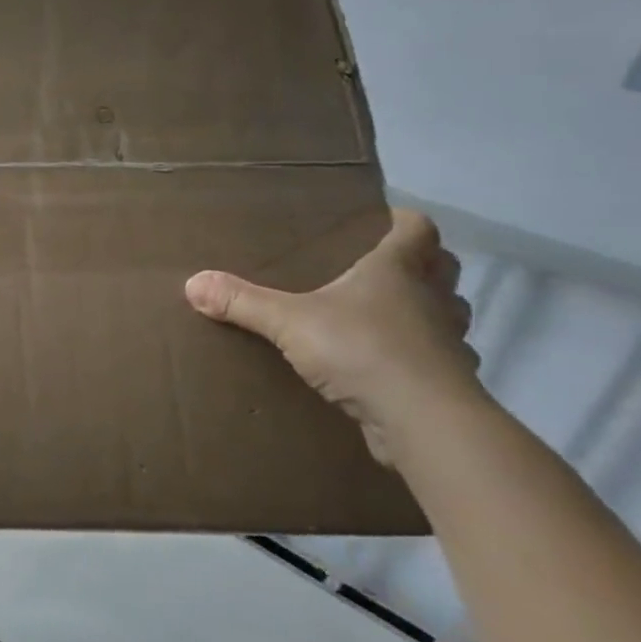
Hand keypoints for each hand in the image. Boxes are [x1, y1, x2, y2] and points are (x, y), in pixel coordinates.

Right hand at [184, 209, 481, 467]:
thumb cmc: (361, 350)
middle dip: (422, 263)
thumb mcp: (288, 322)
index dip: (402, 220)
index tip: (382, 219)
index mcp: (397, 271)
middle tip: (382, 266)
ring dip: (428, 310)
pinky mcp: (448, 382)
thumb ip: (242, 302)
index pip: (416, 229)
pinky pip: (441, 359)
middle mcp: (431, 299)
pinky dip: (423, 358)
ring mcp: (447, 342)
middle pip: (442, 267)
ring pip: (448, 313)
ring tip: (389, 315)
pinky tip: (394, 367)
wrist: (423, 422)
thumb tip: (192, 283)